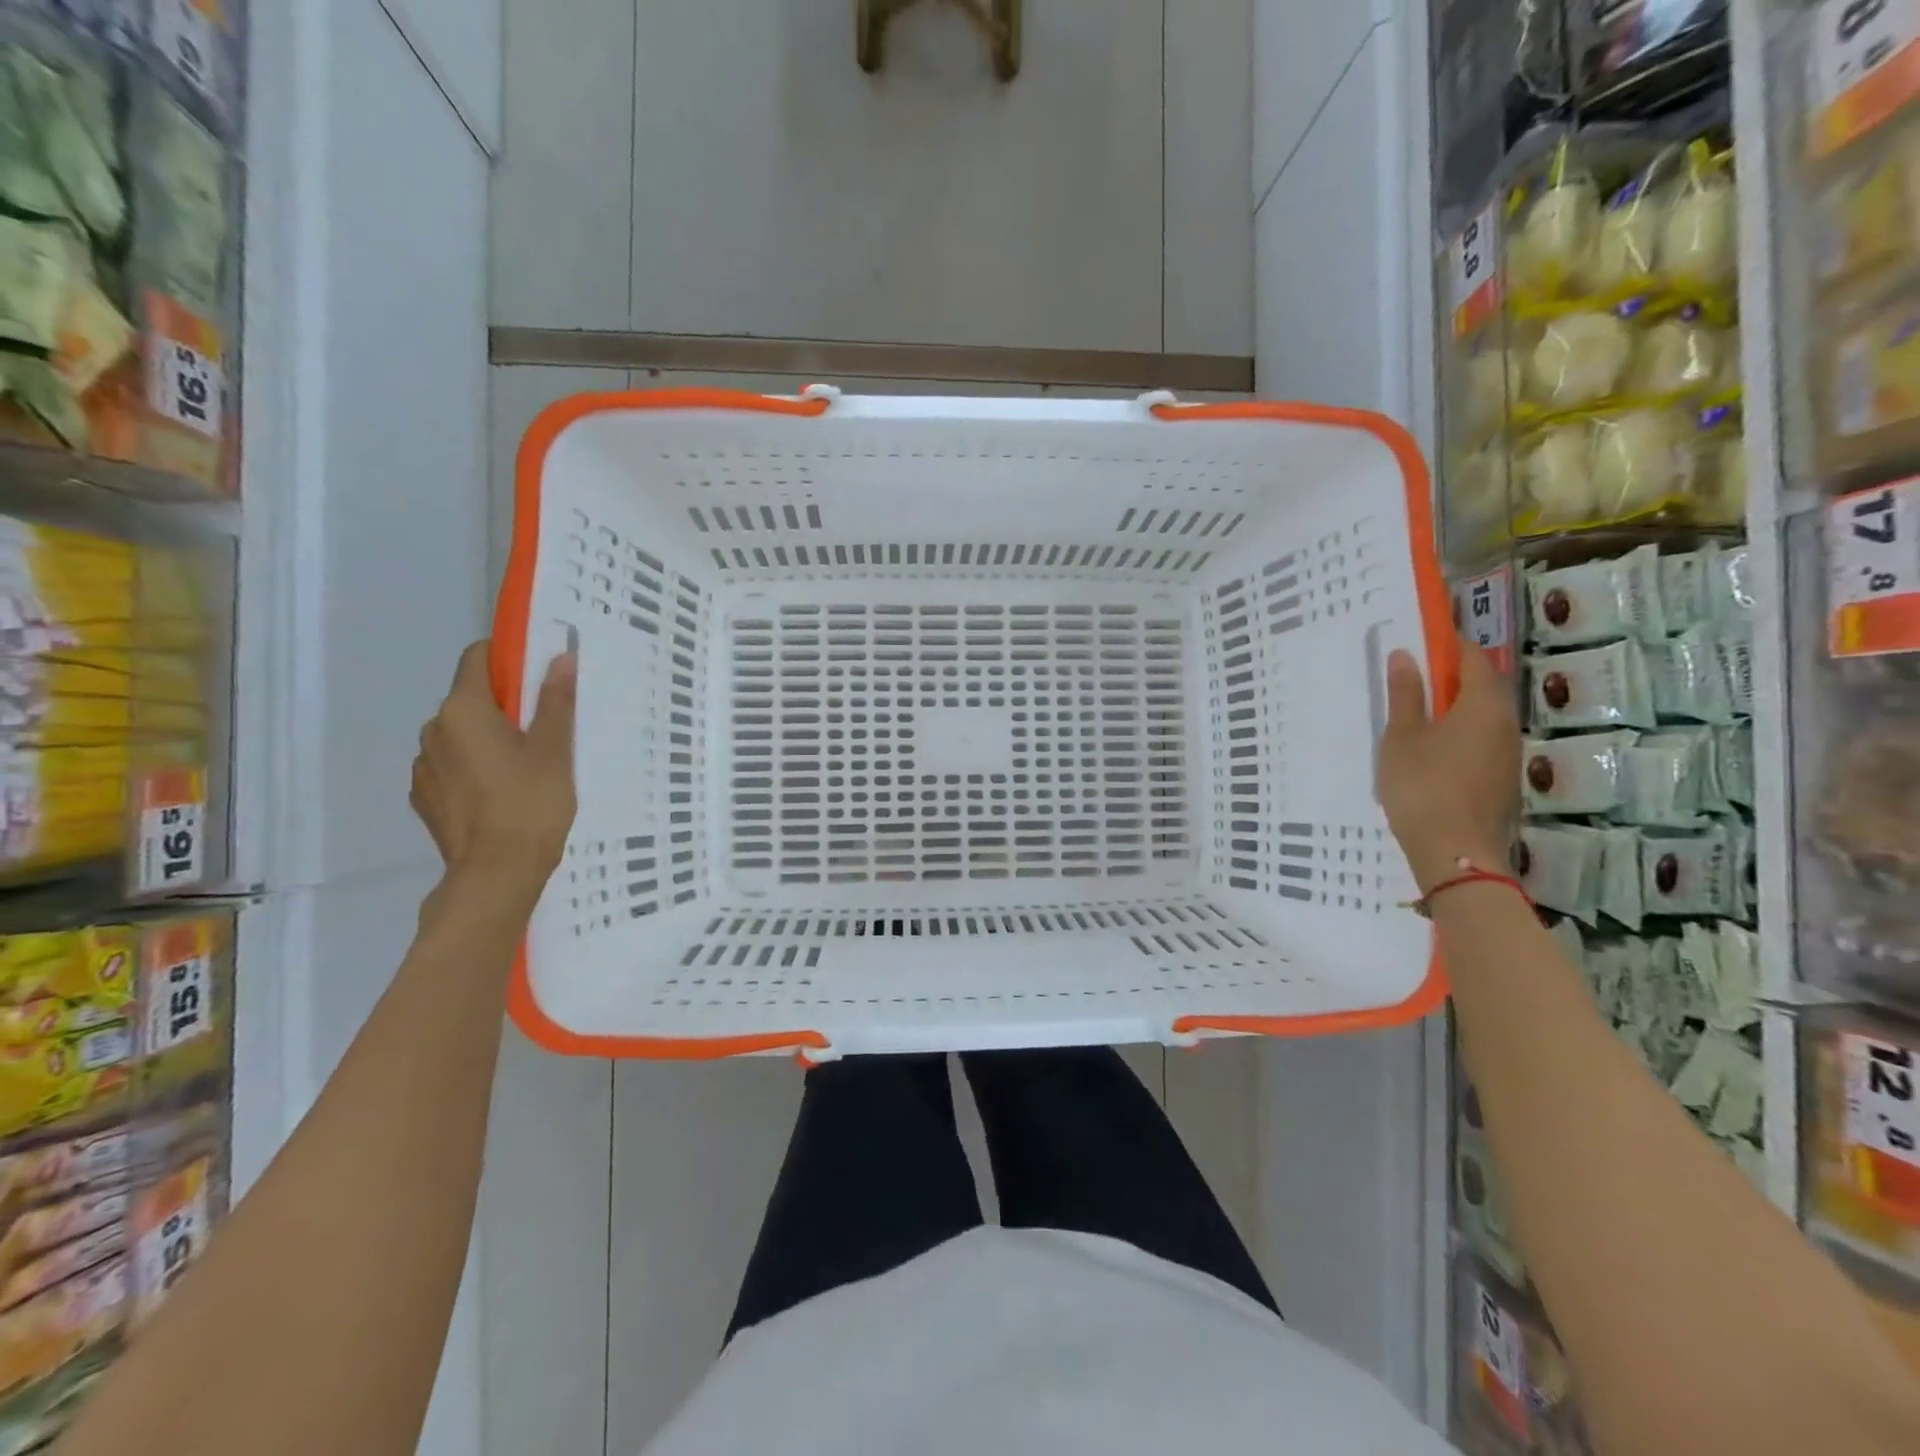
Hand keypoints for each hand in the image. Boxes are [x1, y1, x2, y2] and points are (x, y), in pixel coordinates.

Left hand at [411, 643, 576, 898]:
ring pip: (460, 735)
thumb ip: (555, 700)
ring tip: (525, 768)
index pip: (476, 658)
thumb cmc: (531, 803)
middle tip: (544, 730)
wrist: (496, 874)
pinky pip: (451, 767)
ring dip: (487, 738)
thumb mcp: (554, 749)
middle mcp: (433, 730)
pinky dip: (474, 768)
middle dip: (504, 705)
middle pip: (469, 699)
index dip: (508, 659)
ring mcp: (423, 766)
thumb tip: (559, 657)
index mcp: (463, 710)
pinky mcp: (424, 798)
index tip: (538, 676)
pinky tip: (501, 793)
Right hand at [1375, 639, 1517, 893]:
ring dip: (1454, 709)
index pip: (1473, 657)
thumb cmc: (1422, 785)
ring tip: (1415, 716)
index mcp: (1484, 704)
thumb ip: (1406, 694)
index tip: (1420, 642)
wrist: (1455, 851)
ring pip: (1482, 717)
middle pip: (1482, 686)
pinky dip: (1458, 735)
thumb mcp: (1402, 736)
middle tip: (1411, 679)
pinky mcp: (1502, 780)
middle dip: (1451, 677)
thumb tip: (1405, 655)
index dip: (1448, 645)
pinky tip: (1430, 752)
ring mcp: (1508, 754)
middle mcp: (1505, 722)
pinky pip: (1481, 742)